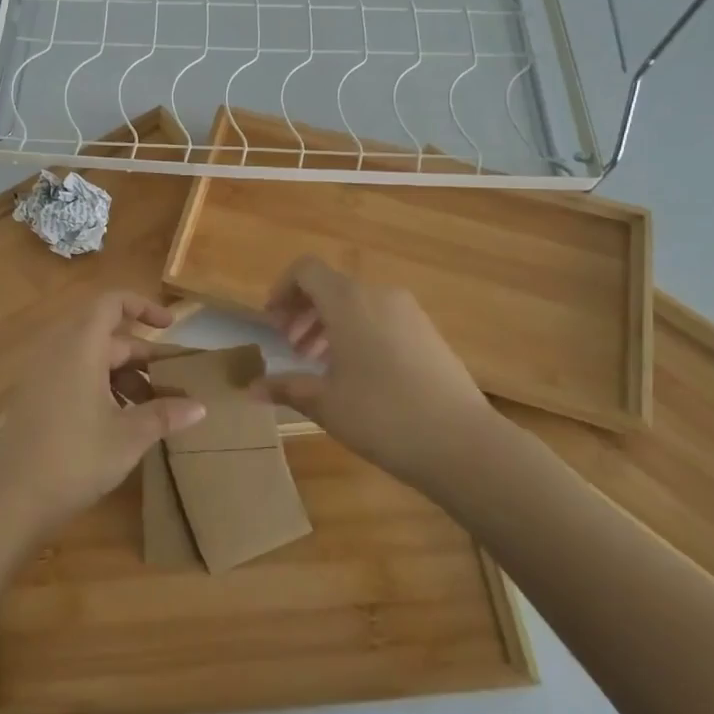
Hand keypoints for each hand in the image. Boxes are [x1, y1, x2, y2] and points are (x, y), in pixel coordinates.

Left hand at [0, 292, 205, 537]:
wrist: (11, 498)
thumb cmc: (75, 458)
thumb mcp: (129, 437)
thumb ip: (164, 414)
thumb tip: (199, 406)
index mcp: (81, 347)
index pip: (112, 303)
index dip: (143, 306)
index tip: (170, 326)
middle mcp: (58, 350)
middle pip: (106, 335)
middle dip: (141, 356)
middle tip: (171, 383)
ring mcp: (42, 373)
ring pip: (91, 358)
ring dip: (122, 375)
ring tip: (150, 409)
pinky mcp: (34, 396)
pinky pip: (73, 374)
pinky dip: (100, 386)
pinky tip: (118, 421)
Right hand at [256, 257, 491, 487]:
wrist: (463, 443)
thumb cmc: (382, 416)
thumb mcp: (325, 403)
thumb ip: (286, 388)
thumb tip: (251, 389)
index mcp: (348, 301)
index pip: (306, 270)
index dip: (282, 289)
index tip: (272, 322)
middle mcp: (379, 295)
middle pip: (331, 287)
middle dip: (304, 311)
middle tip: (291, 348)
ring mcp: (409, 312)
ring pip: (357, 304)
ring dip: (330, 324)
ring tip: (320, 364)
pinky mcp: (429, 333)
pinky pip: (381, 318)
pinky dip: (359, 333)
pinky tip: (357, 374)